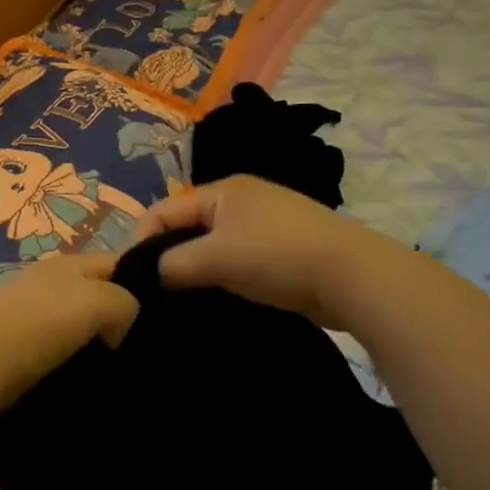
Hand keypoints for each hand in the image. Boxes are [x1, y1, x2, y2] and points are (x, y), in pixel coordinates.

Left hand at [0, 253, 137, 410]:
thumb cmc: (41, 323)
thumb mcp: (100, 301)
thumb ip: (125, 302)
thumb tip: (117, 328)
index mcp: (70, 261)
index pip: (118, 262)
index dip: (142, 282)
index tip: (160, 316)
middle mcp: (49, 280)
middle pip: (96, 292)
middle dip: (117, 315)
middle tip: (141, 345)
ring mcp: (29, 310)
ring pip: (75, 322)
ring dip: (92, 341)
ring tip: (115, 366)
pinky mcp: (15, 342)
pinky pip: (55, 345)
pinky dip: (69, 358)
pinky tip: (81, 376)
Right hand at [137, 175, 360, 327]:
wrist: (352, 276)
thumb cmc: (276, 256)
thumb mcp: (214, 258)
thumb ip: (172, 264)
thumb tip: (152, 274)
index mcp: (222, 190)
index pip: (165, 210)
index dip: (144, 241)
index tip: (137, 278)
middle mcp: (242, 200)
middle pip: (188, 227)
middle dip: (172, 257)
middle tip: (161, 292)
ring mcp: (267, 224)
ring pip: (214, 246)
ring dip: (200, 270)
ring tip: (190, 299)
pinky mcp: (284, 250)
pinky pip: (239, 260)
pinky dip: (227, 277)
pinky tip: (224, 298)